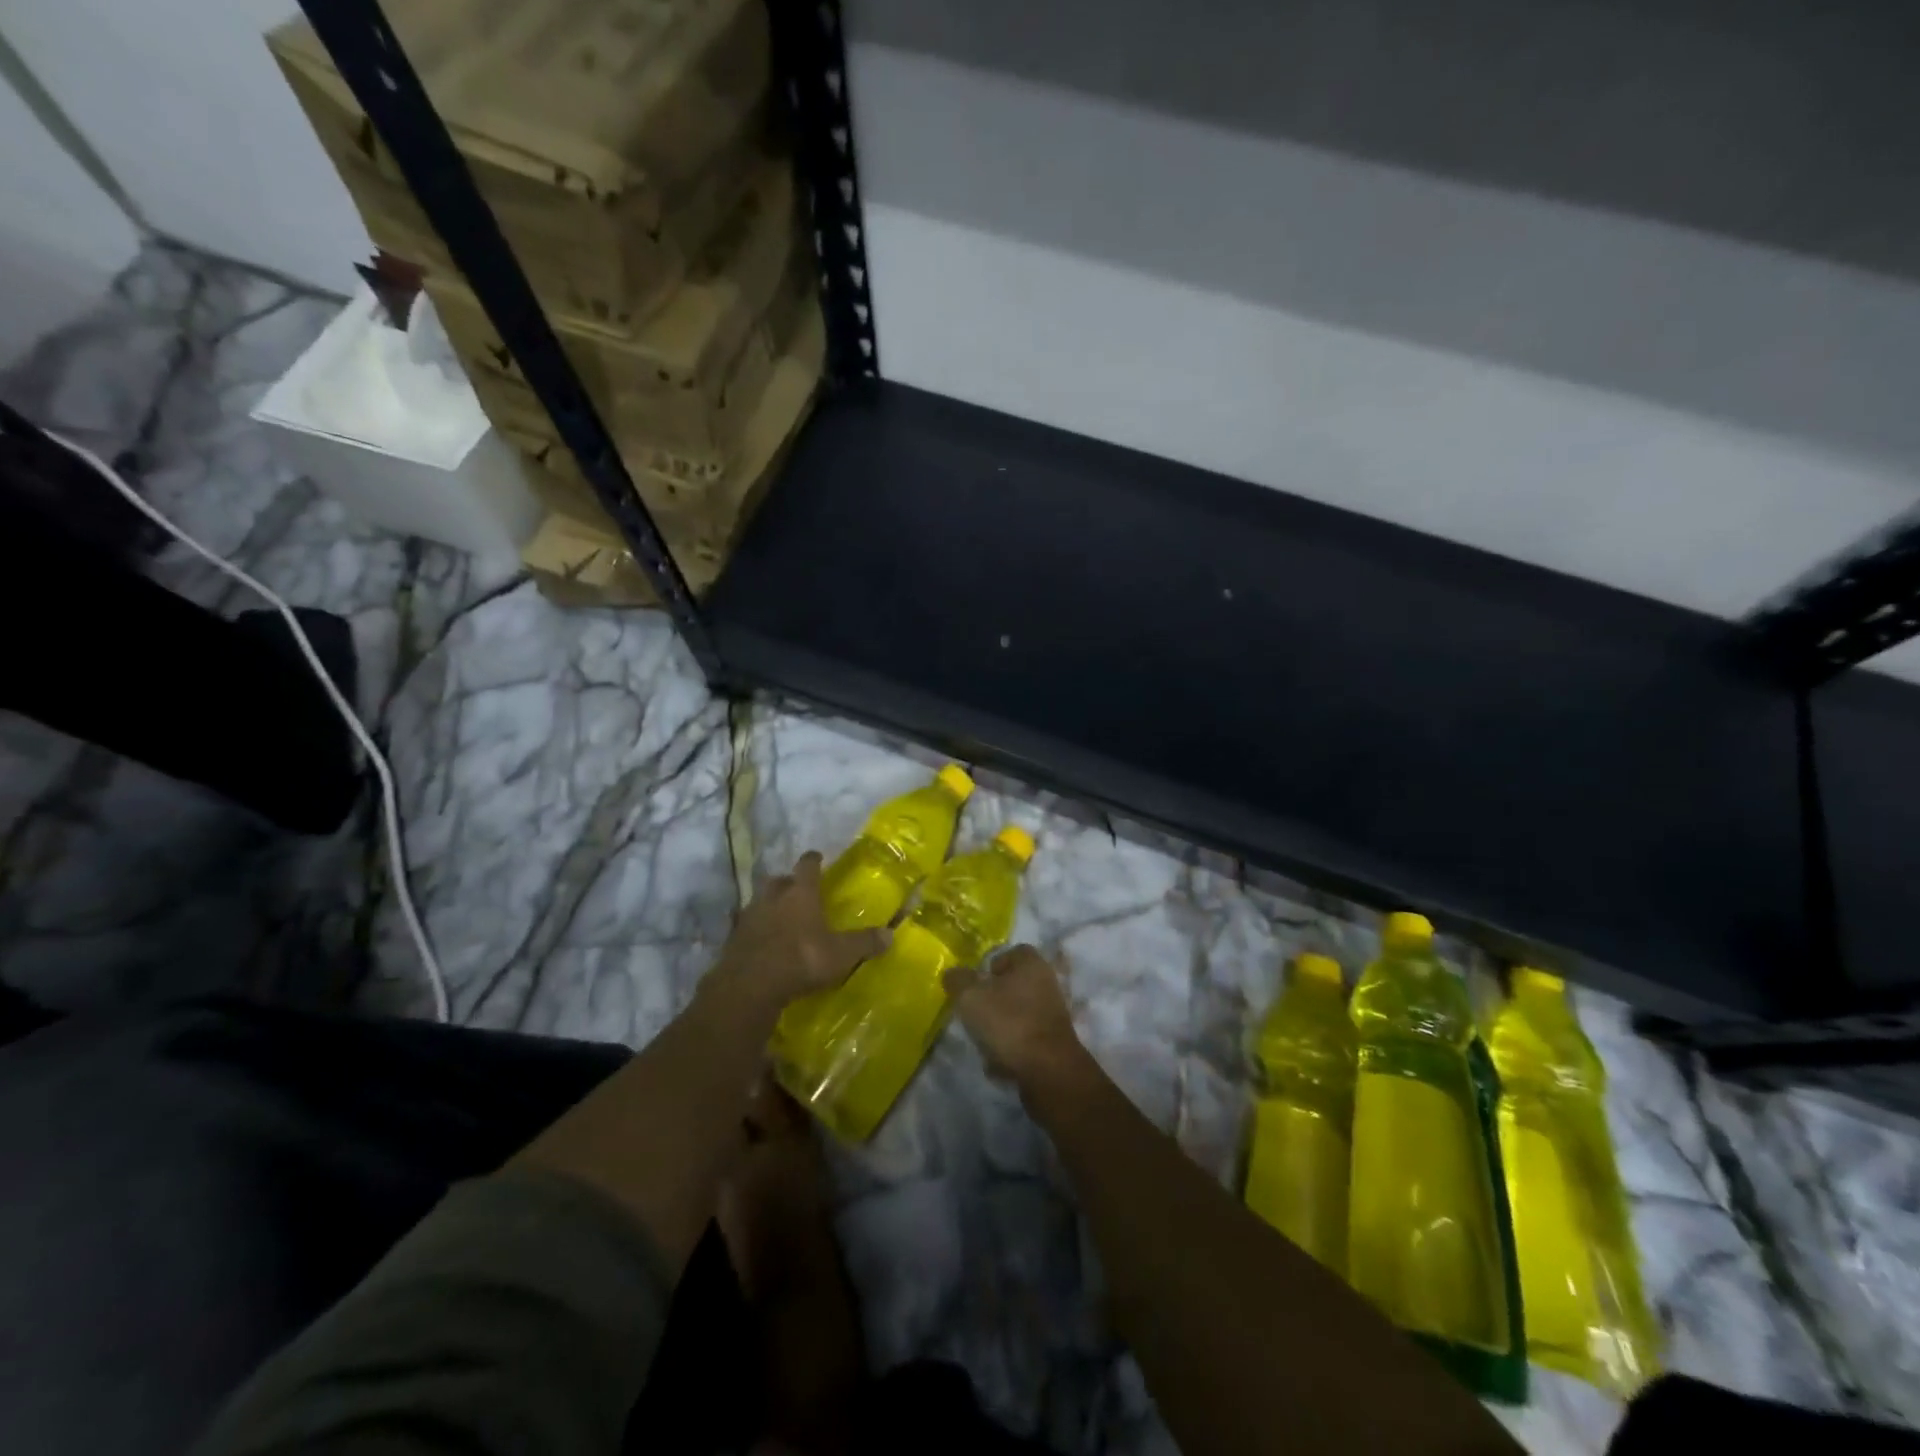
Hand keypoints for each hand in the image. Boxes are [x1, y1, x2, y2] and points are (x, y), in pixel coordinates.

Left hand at [712, 853, 888, 1012]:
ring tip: (780, 917)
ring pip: (759, 901)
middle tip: (798, 890)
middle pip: (778, 880)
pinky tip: (763, 943)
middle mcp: (772, 897)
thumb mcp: (840, 954)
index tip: (817, 857)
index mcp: (800, 893)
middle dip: (788, 882)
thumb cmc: (801, 959)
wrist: (750, 986)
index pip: (807, 865)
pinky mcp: (733, 939)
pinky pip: (747, 927)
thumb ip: (864, 943)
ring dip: (769, 905)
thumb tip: (891, 934)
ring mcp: (749, 917)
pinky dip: (756, 931)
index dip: (813, 860)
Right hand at [944, 944, 1085, 1087]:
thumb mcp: (971, 997)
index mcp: (1032, 964)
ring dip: (999, 1027)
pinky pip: (1025, 1039)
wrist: (1048, 1071)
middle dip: (992, 999)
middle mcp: (1047, 984)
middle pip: (1013, 985)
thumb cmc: (1009, 1023)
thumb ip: (958, 980)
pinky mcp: (1053, 1043)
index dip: (991, 965)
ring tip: (983, 1042)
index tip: (976, 984)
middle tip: (974, 1013)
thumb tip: (953, 974)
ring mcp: (1053, 1014)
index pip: (1012, 952)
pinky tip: (998, 1064)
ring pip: (1017, 1014)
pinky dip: (1011, 1049)